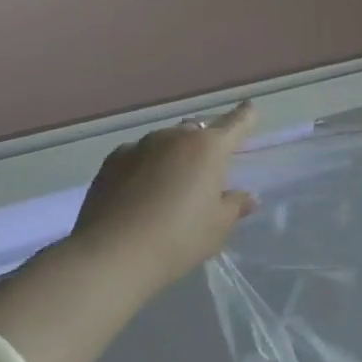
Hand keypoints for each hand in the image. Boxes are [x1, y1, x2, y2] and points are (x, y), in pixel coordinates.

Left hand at [68, 102, 259, 288]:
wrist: (112, 254)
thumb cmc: (178, 239)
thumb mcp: (217, 227)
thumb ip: (235, 206)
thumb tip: (247, 197)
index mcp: (208, 148)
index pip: (235, 124)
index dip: (245, 116)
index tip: (250, 107)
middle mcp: (174, 137)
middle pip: (196, 132)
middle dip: (203, 144)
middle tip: (205, 171)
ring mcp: (140, 145)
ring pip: (165, 142)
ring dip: (172, 155)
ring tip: (169, 185)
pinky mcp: (111, 161)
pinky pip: (137, 156)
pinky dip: (144, 166)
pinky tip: (139, 191)